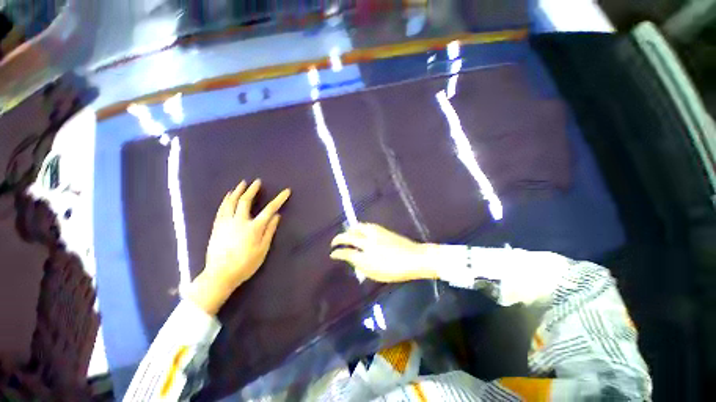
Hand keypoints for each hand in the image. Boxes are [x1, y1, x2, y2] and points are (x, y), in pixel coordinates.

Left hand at [188, 179, 290, 314]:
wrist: (219, 275)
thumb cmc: (245, 264)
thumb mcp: (263, 249)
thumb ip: (270, 231)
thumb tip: (277, 216)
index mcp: (253, 228)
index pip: (269, 209)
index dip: (279, 199)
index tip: (286, 191)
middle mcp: (239, 221)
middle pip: (245, 201)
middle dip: (252, 190)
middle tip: (257, 181)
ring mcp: (226, 223)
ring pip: (231, 202)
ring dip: (238, 191)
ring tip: (242, 184)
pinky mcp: (216, 226)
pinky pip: (221, 209)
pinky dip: (226, 200)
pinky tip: (228, 196)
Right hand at [330, 223, 437, 282]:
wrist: (415, 258)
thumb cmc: (396, 270)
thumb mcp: (376, 274)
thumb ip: (361, 267)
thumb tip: (352, 260)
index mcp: (366, 256)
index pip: (346, 252)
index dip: (337, 253)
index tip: (332, 254)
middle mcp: (368, 242)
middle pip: (349, 236)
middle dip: (339, 238)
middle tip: (334, 242)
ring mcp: (375, 234)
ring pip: (357, 227)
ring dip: (349, 230)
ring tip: (346, 233)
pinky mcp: (382, 229)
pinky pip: (366, 226)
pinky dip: (359, 227)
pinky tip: (359, 230)